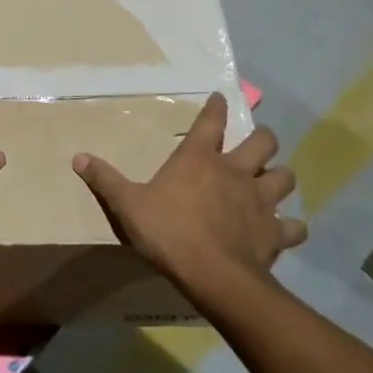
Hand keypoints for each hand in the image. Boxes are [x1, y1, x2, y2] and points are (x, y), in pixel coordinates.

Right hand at [73, 92, 305, 285]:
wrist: (212, 274)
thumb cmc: (168, 232)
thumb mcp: (127, 205)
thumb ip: (105, 180)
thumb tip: (78, 157)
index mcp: (199, 159)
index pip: (211, 121)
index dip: (216, 107)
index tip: (220, 98)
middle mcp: (236, 171)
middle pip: (263, 142)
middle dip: (263, 138)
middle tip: (258, 143)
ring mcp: (260, 200)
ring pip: (285, 177)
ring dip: (280, 177)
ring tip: (273, 182)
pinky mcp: (276, 231)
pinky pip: (294, 226)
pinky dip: (292, 226)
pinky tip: (287, 229)